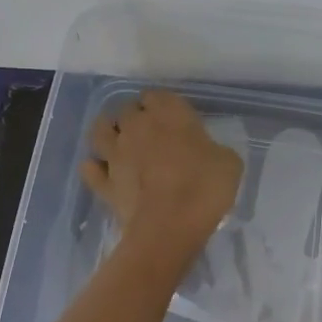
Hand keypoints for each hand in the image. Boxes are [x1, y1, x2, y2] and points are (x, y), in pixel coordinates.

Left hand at [82, 89, 242, 265]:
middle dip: (136, 117)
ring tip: (119, 142)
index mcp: (169, 114)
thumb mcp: (230, 163)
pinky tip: (102, 171)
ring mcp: (115, 154)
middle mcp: (136, 127)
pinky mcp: (104, 183)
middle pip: (127, 110)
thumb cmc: (205, 188)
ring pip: (100, 131)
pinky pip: (91, 169)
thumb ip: (214, 150)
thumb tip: (208, 153)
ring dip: (108, 132)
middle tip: (150, 133)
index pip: (157, 95)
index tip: (173, 118)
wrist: (170, 226)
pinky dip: (95, 168)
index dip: (162, 105)